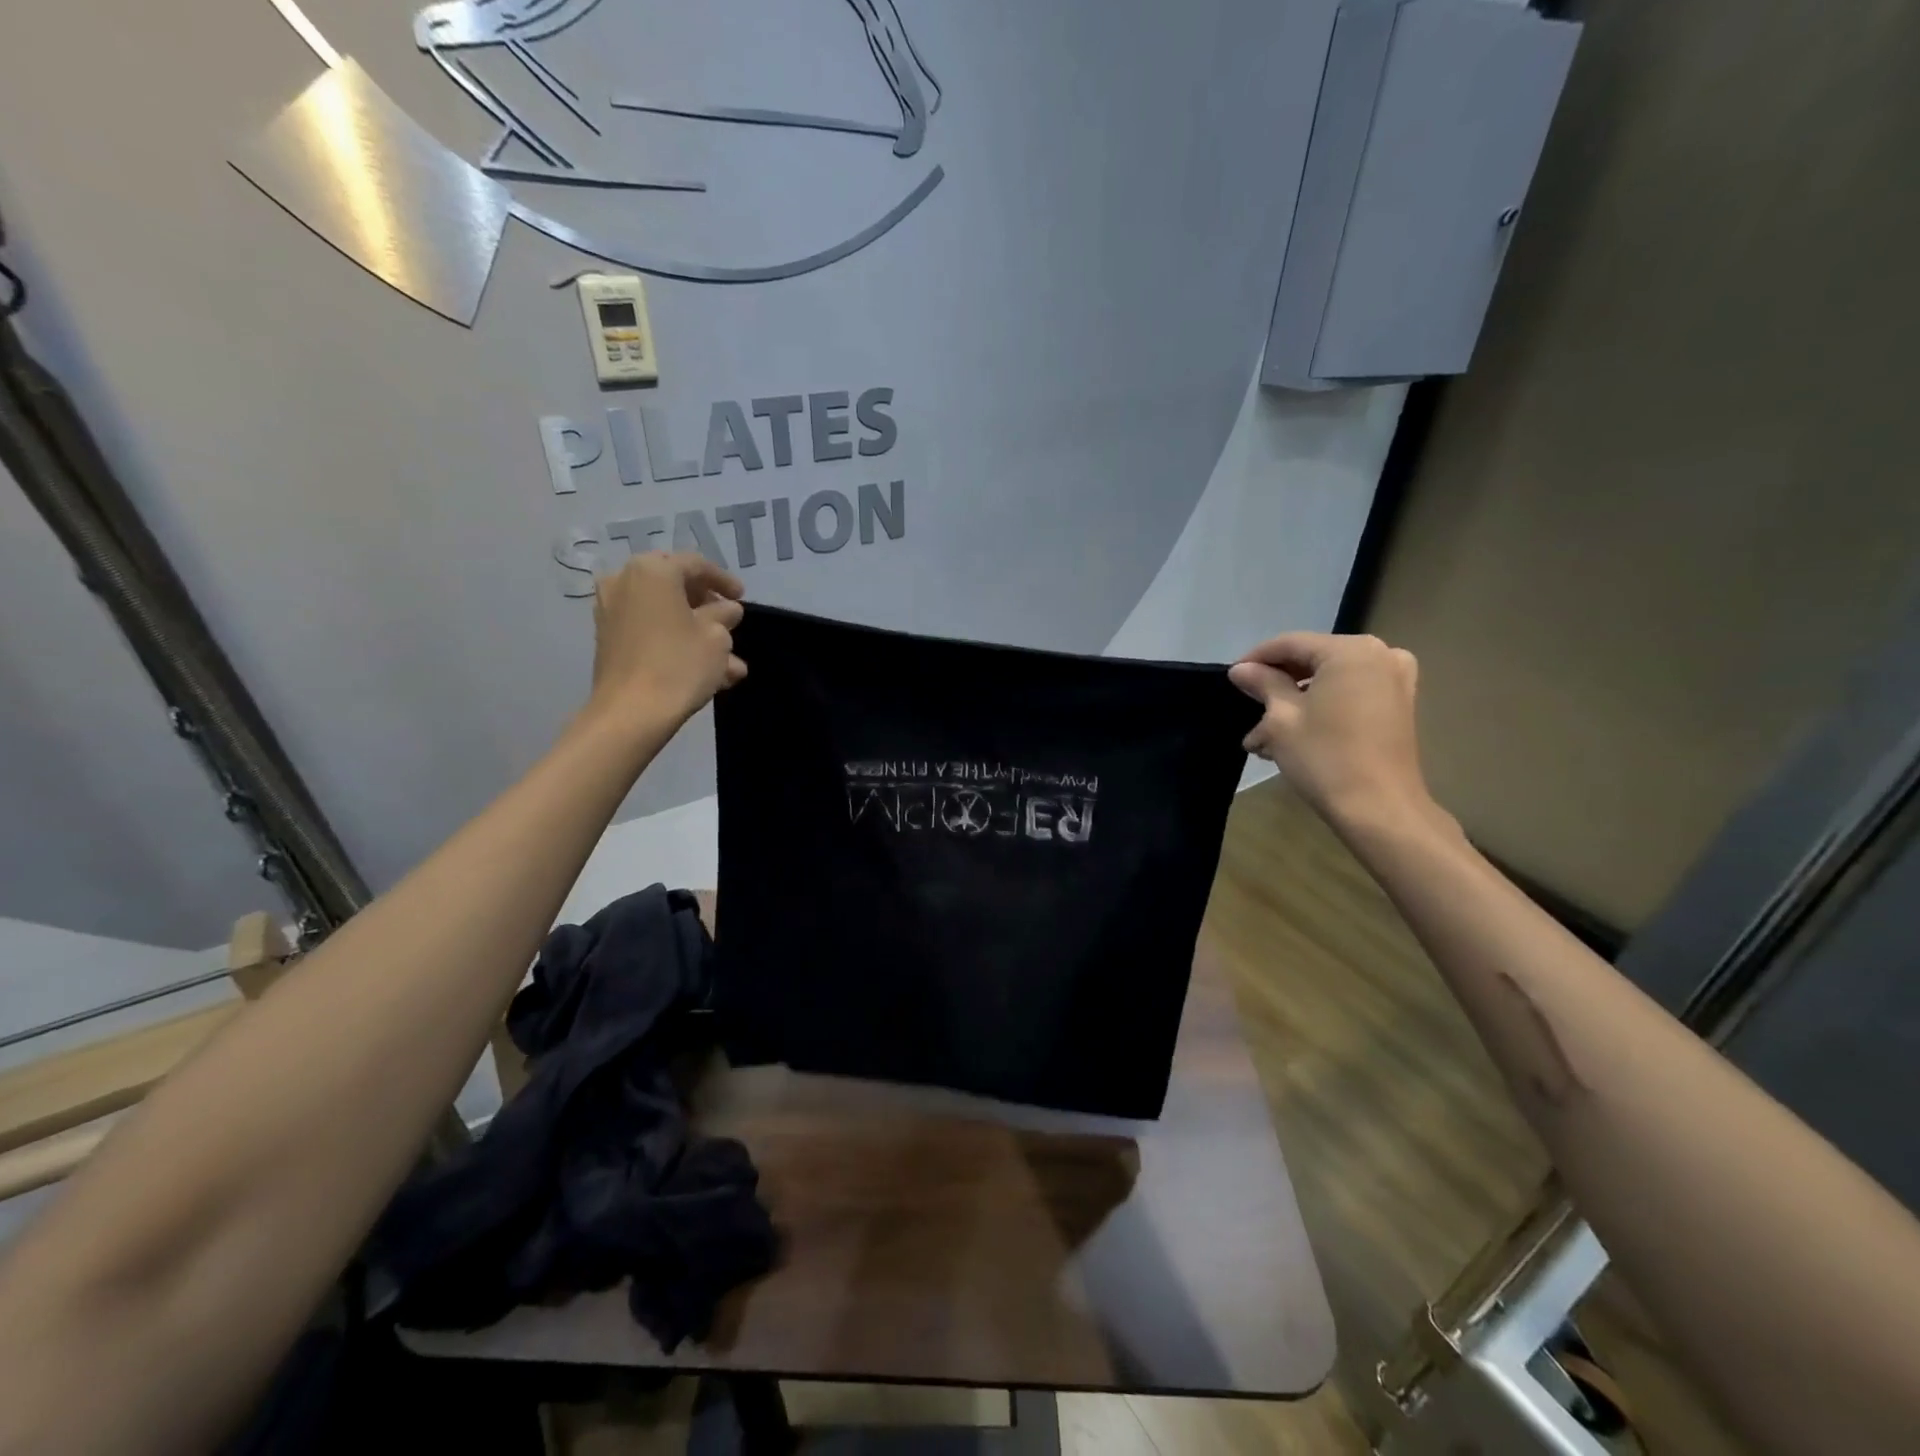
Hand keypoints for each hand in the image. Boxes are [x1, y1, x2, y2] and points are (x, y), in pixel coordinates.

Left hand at [585, 552, 745, 729]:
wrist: (630, 712)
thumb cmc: (679, 664)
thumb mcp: (716, 637)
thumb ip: (724, 615)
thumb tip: (726, 609)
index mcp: (653, 570)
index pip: (695, 565)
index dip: (723, 580)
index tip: (742, 597)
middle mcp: (625, 581)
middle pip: (675, 586)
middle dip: (706, 606)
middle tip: (729, 622)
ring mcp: (612, 610)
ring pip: (664, 613)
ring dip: (696, 631)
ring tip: (729, 661)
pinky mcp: (608, 638)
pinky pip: (649, 630)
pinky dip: (674, 641)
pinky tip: (705, 668)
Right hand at [1229, 632, 1441, 832]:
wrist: (1379, 808)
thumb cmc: (1324, 757)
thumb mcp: (1282, 718)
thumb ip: (1263, 684)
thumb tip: (1241, 669)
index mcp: (1350, 651)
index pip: (1291, 644)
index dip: (1256, 659)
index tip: (1231, 678)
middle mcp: (1379, 655)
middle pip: (1313, 659)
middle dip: (1277, 683)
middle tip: (1247, 705)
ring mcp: (1394, 680)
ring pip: (1330, 679)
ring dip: (1296, 700)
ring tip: (1263, 732)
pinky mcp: (1398, 705)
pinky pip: (1350, 694)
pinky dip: (1321, 707)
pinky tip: (1294, 733)